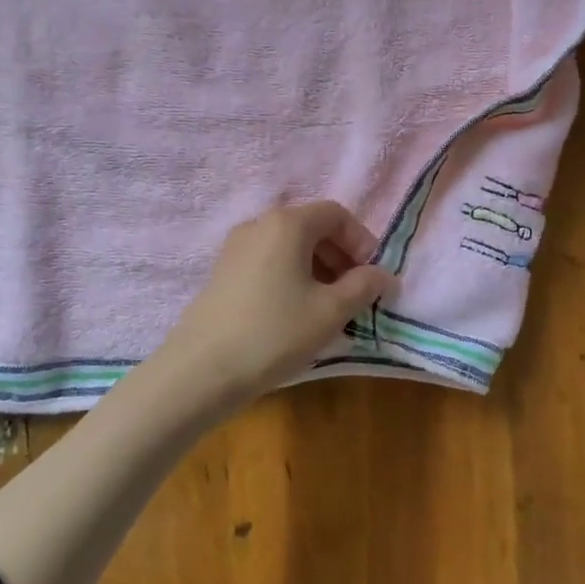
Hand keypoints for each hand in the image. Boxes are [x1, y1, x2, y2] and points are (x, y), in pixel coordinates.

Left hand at [150, 201, 395, 413]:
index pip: (336, 214)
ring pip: (289, 246)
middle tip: (354, 294)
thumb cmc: (275, 333)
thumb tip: (383, 274)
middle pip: (311, 226)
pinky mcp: (223, 271)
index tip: (372, 276)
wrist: (202, 369)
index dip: (361, 240)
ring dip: (317, 268)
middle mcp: (259, 224)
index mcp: (288, 223)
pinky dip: (291, 276)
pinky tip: (295, 312)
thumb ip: (363, 286)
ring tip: (328, 308)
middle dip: (340, 256)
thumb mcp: (330, 312)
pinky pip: (268, 261)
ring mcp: (236, 246)